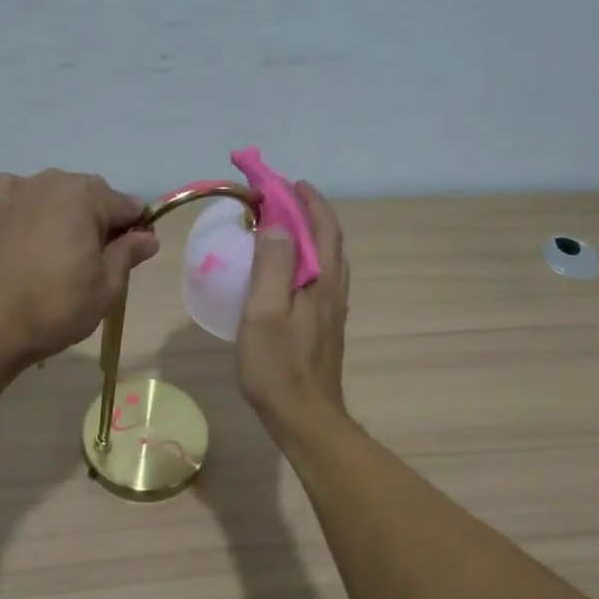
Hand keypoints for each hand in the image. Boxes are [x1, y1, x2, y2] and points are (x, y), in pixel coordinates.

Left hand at [0, 170, 159, 365]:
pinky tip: (30, 235)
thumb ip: (128, 254)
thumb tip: (148, 237)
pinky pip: (22, 196)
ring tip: (60, 253)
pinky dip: (32, 209)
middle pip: (92, 195)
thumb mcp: (107, 287)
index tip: (131, 258)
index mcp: (86, 196)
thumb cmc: (57, 307)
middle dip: (100, 220)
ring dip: (66, 214)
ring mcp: (17, 189)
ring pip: (57, 194)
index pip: (127, 206)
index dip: (136, 231)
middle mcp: (52, 180)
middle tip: (95, 261)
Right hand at [236, 181, 349, 437]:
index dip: (301, 198)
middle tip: (277, 198)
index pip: (319, 225)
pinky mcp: (325, 326)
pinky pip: (320, 277)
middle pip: (328, 238)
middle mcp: (334, 288)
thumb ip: (273, 267)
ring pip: (327, 258)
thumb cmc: (277, 367)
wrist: (305, 418)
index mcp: (321, 279)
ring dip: (309, 233)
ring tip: (282, 226)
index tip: (276, 180)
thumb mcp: (264, 313)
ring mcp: (333, 309)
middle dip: (307, 210)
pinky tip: (287, 271)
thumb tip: (277, 224)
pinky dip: (306, 258)